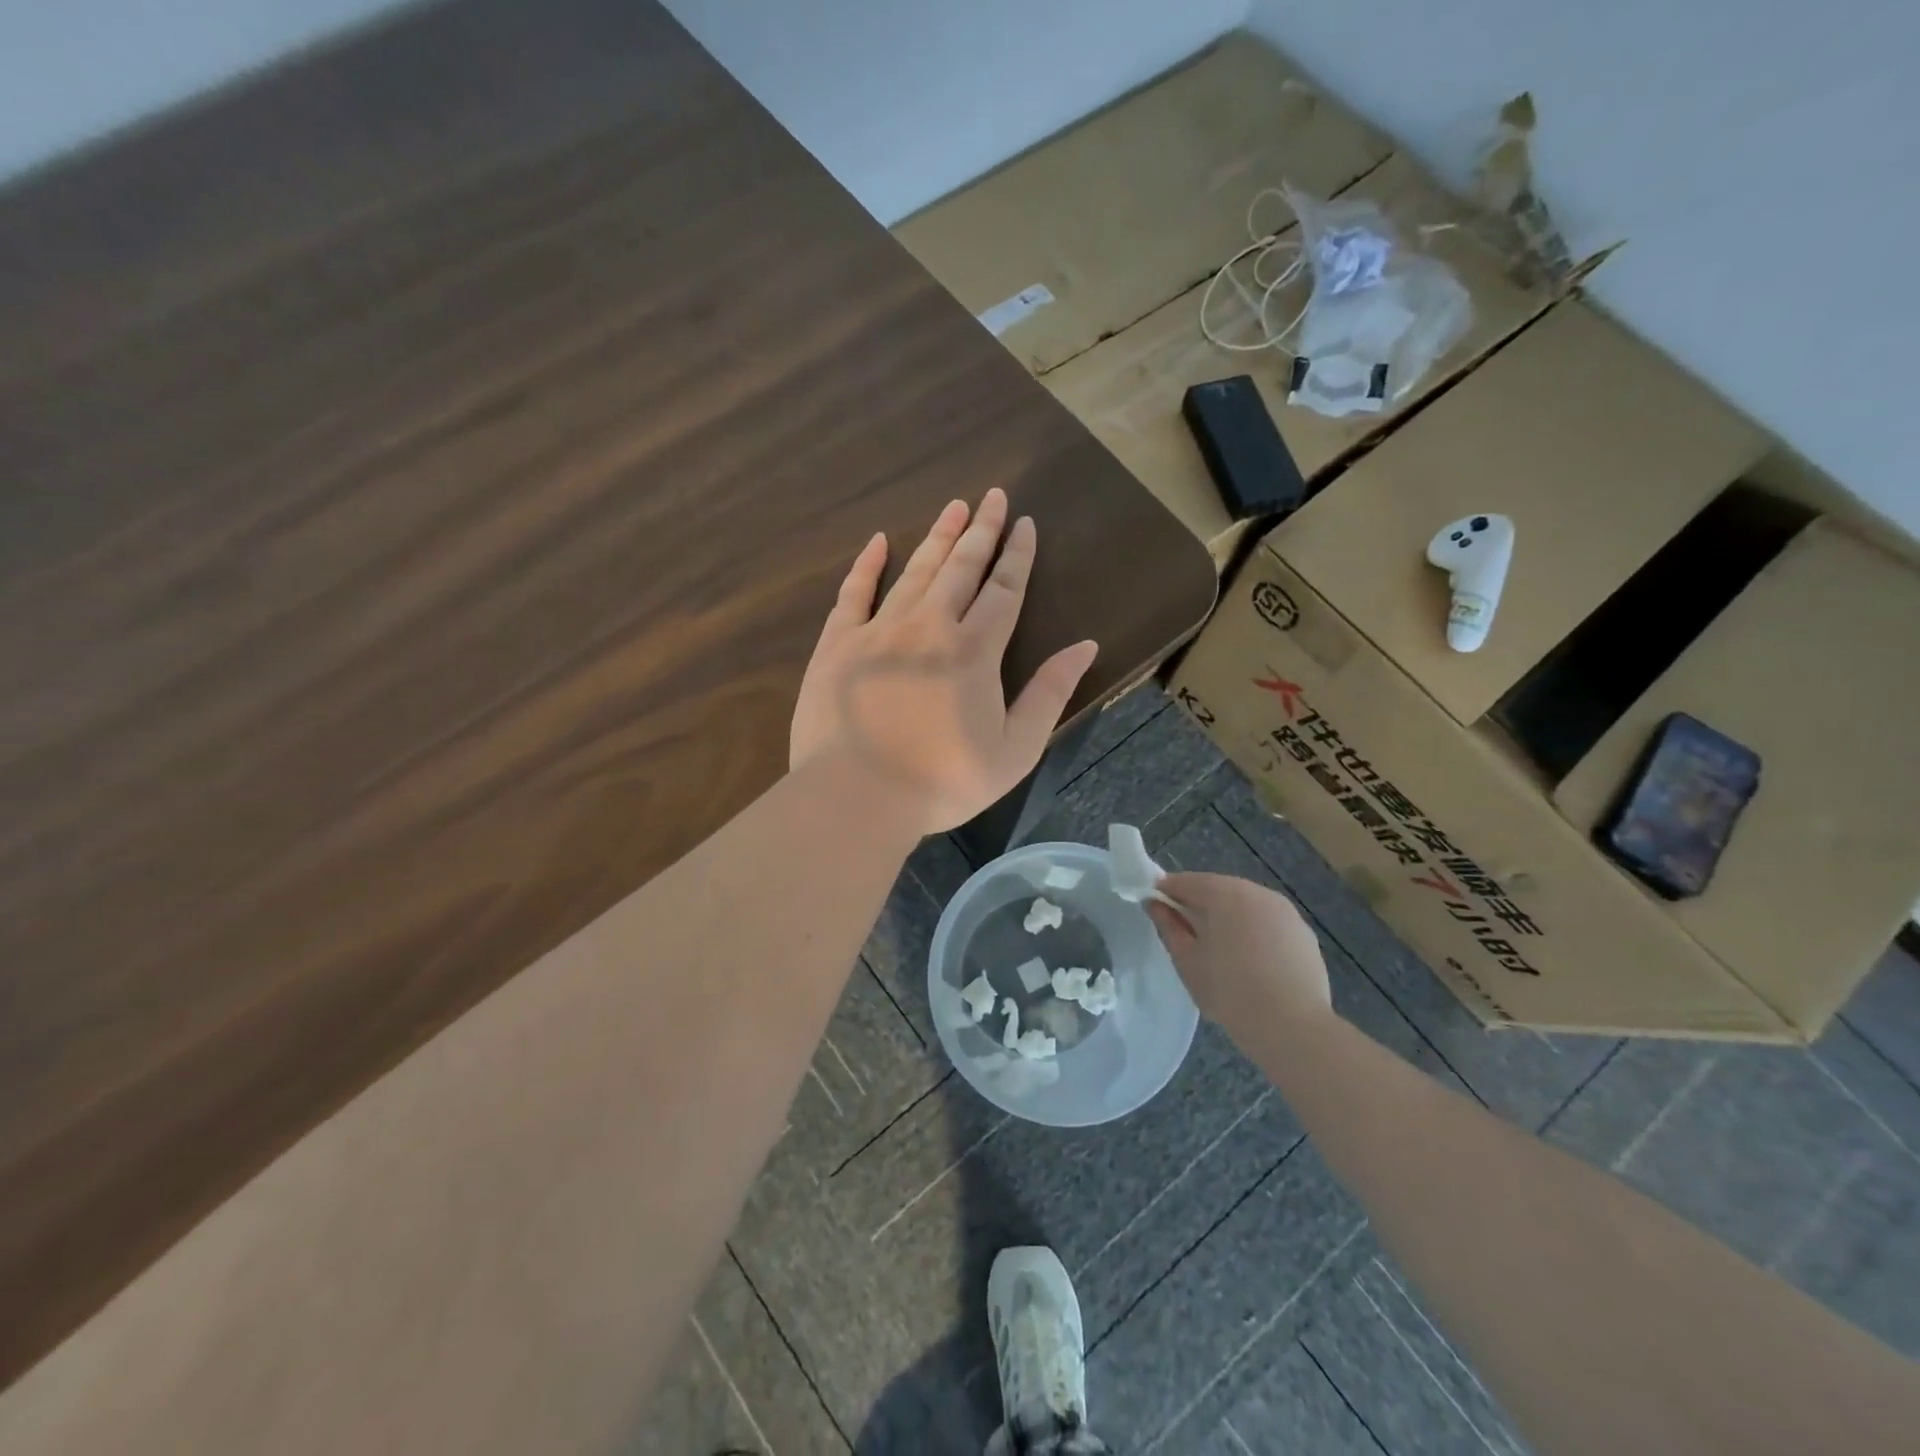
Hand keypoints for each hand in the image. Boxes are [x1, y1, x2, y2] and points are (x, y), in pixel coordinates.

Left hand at [790, 489, 1098, 835]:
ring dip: (938, 537)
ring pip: (915, 571)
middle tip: (993, 496)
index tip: (1025, 523)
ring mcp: (879, 630)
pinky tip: (879, 542)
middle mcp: (930, 626)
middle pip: (961, 568)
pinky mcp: (838, 644)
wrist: (856, 796)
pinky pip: (854, 593)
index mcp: (974, 651)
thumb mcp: (1015, 750)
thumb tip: (1085, 646)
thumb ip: (1050, 694)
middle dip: (981, 531)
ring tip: (955, 507)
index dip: (1017, 556)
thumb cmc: (942, 782)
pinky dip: (867, 565)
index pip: (1004, 590)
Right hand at [1146, 873, 1331, 1030]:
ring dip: (1228, 917)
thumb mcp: (1187, 960)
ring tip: (1218, 949)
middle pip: (1218, 889)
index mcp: (1224, 893)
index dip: (1166, 892)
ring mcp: (1285, 911)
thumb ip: (1168, 926)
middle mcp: (1257, 892)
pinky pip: (1268, 922)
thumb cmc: (1230, 992)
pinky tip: (1250, 961)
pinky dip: (1253, 931)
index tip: (1155, 909)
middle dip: (1199, 904)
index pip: (1186, 881)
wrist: (1293, 1027)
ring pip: (1245, 904)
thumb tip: (1154, 904)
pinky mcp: (1303, 933)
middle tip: (1185, 933)